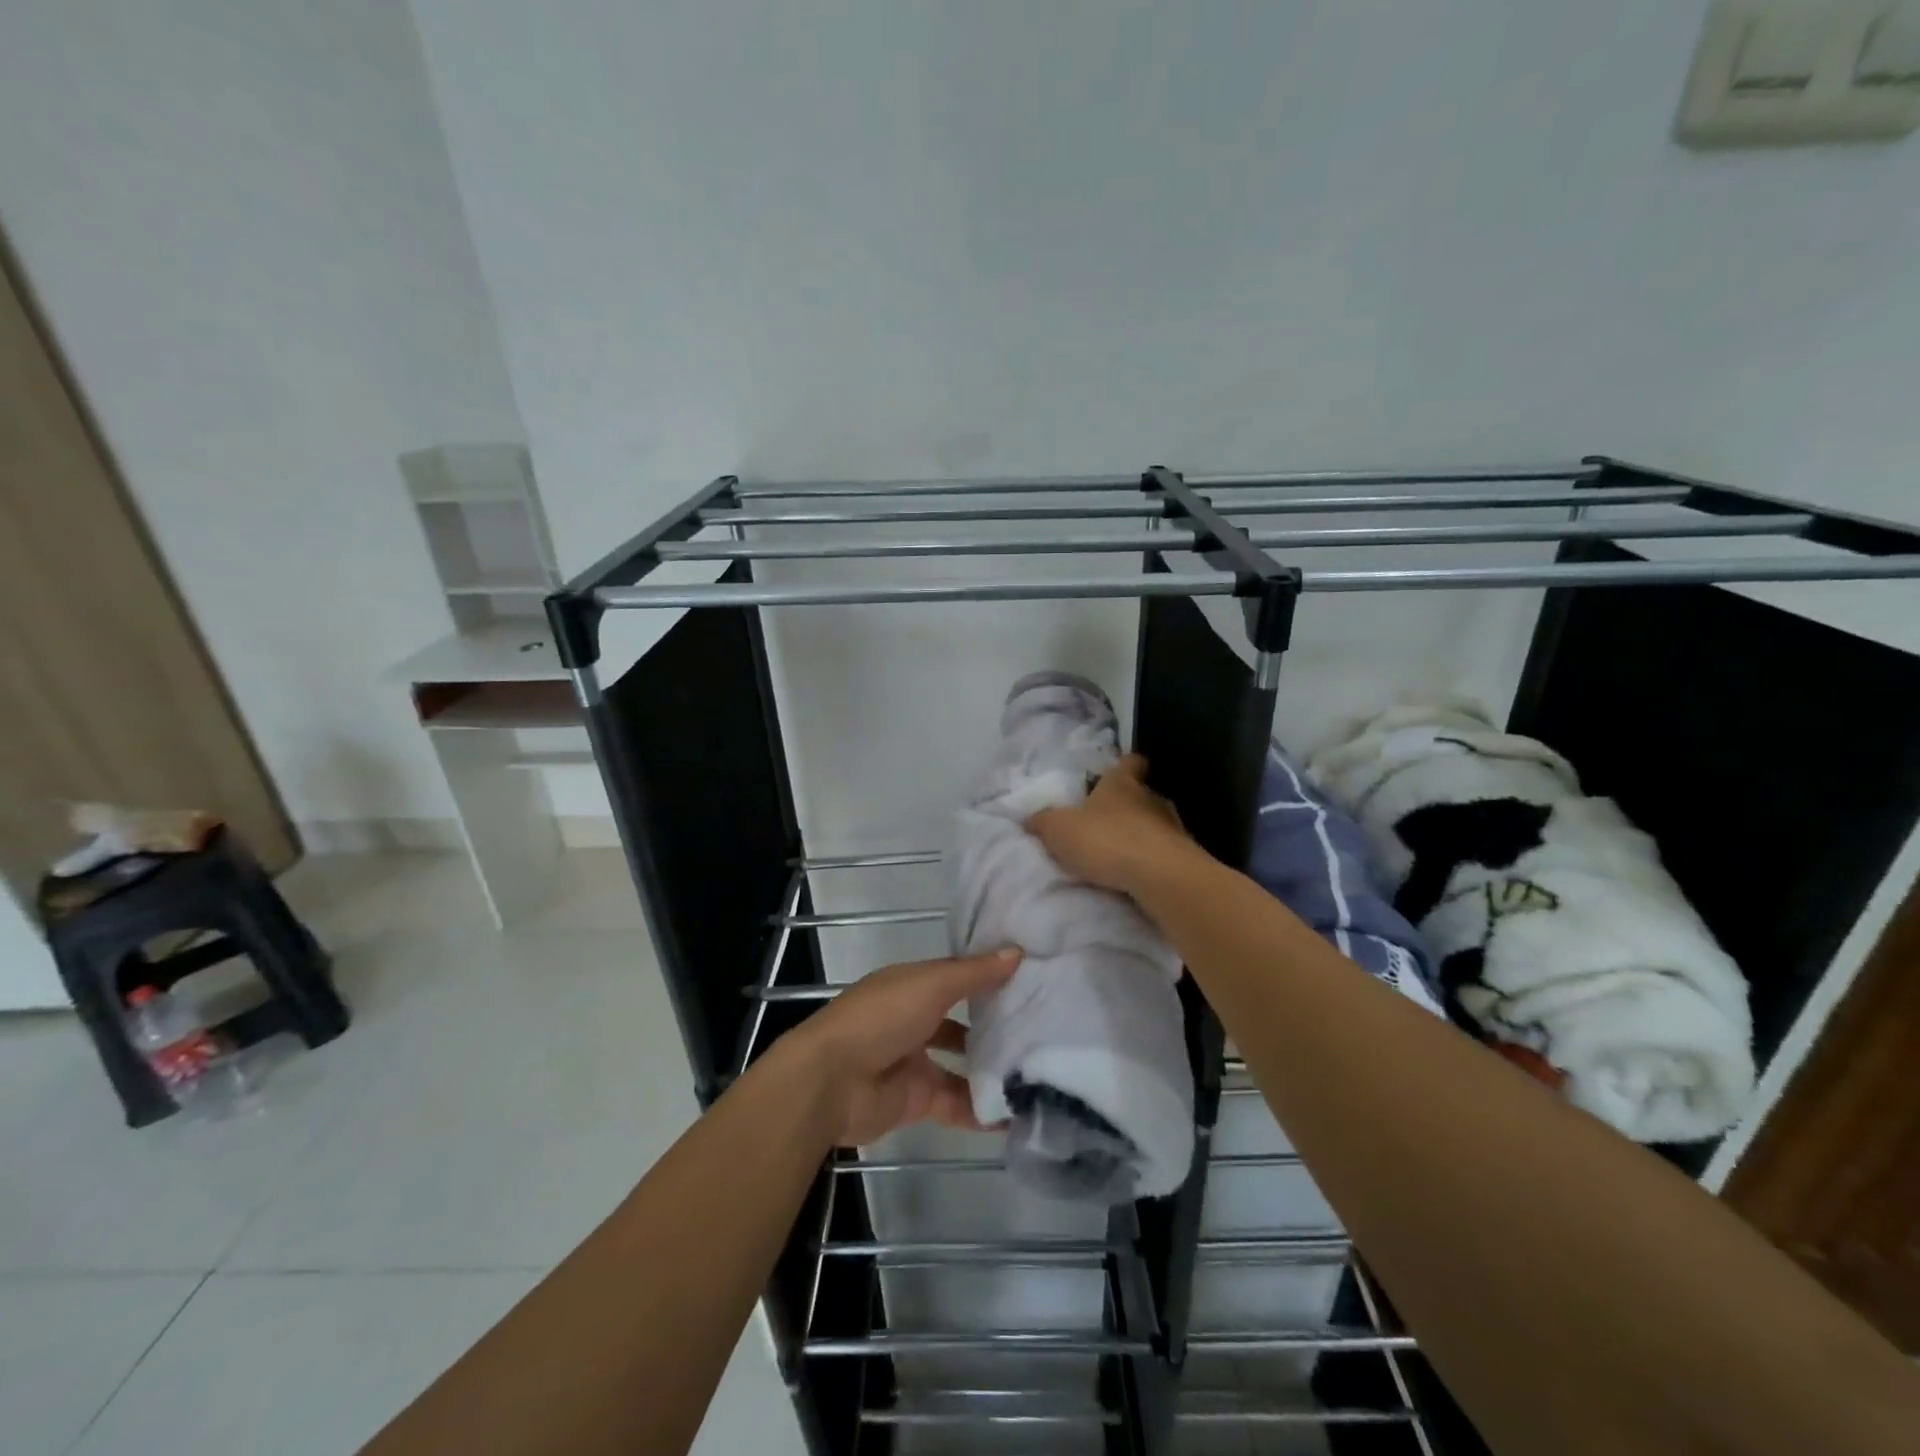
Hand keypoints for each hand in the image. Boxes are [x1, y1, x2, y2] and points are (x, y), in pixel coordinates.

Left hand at [783, 948, 1022, 1145]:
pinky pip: (956, 1104)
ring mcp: (914, 1062)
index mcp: (911, 986)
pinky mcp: (916, 1101)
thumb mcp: (930, 985)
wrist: (831, 1081)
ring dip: (991, 1069)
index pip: (956, 977)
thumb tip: (1017, 952)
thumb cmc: (880, 1018)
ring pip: (961, 1065)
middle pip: (960, 1021)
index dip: (988, 976)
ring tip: (1039, 1071)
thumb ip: (973, 974)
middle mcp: (912, 1020)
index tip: (1031, 978)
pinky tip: (1017, 1112)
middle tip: (1042, 1029)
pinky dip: (982, 1110)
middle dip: (993, 1026)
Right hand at [1026, 753, 1198, 894]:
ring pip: (1155, 824)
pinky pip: (1164, 852)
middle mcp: (1151, 797)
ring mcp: (1173, 826)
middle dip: (1126, 806)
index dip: (1122, 766)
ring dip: (1140, 835)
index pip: (1129, 762)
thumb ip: (1043, 822)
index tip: (1112, 774)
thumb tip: (1029, 818)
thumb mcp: (1059, 830)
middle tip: (1104, 823)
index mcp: (1122, 783)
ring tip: (1119, 854)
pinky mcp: (1184, 856)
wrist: (1160, 876)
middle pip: (1141, 794)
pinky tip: (1136, 875)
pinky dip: (1151, 860)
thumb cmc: (1107, 840)